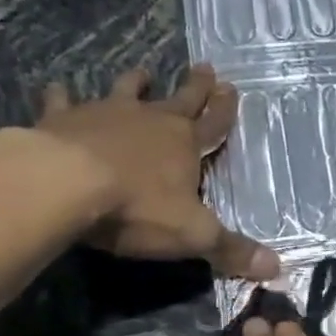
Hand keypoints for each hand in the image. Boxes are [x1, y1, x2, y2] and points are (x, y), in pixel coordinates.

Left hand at [37, 64, 278, 279]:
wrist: (66, 184)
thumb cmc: (137, 208)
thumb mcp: (193, 235)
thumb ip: (232, 250)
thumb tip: (277, 268)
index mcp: (185, 144)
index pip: (213, 124)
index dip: (224, 110)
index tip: (232, 88)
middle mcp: (149, 121)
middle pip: (179, 99)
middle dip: (195, 86)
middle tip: (204, 67)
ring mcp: (104, 114)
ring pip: (125, 91)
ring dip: (135, 83)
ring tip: (142, 72)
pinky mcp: (62, 119)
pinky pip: (63, 102)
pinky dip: (62, 97)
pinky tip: (58, 90)